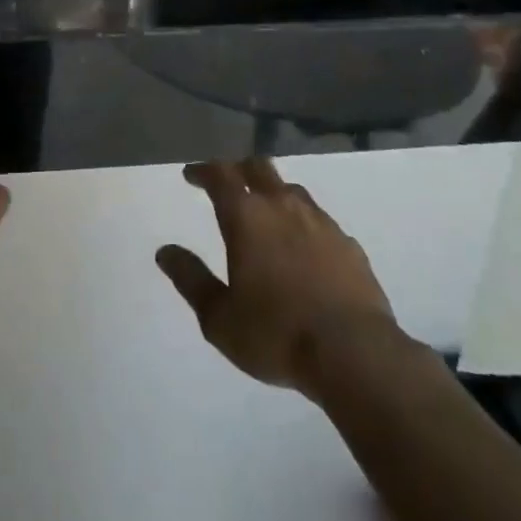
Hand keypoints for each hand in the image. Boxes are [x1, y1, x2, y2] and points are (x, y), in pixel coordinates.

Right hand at [156, 159, 399, 400]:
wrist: (356, 354)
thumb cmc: (276, 334)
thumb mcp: (219, 317)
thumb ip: (191, 280)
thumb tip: (165, 252)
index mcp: (246, 216)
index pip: (220, 174)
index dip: (203, 170)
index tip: (191, 175)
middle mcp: (282, 206)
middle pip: (258, 167)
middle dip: (238, 168)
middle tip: (227, 182)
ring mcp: (321, 222)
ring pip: (291, 190)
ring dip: (273, 193)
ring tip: (266, 213)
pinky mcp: (349, 244)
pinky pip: (320, 221)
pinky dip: (304, 224)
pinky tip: (305, 247)